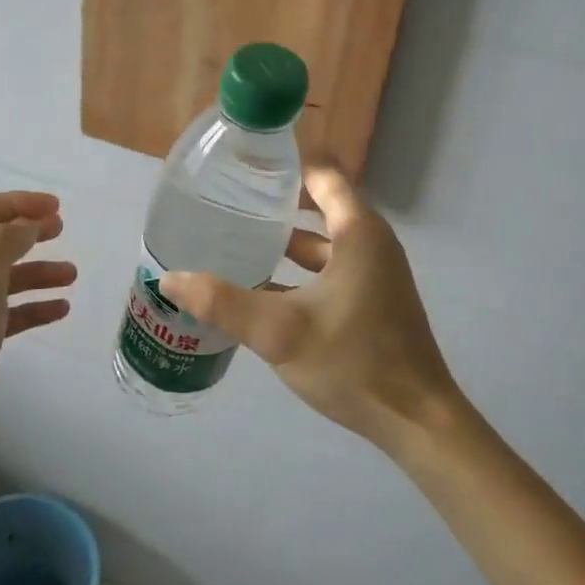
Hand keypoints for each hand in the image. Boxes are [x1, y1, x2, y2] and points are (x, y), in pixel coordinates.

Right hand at [159, 166, 459, 449]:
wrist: (415, 421)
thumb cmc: (353, 362)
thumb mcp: (279, 331)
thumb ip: (223, 303)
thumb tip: (169, 278)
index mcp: (358, 233)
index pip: (323, 174)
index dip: (286, 164)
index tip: (244, 163)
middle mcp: (370, 244)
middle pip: (320, 206)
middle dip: (275, 203)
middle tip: (227, 201)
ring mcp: (374, 275)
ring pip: (322, 245)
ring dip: (283, 242)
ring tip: (234, 240)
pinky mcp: (371, 303)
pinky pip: (329, 272)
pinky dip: (297, 273)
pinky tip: (260, 289)